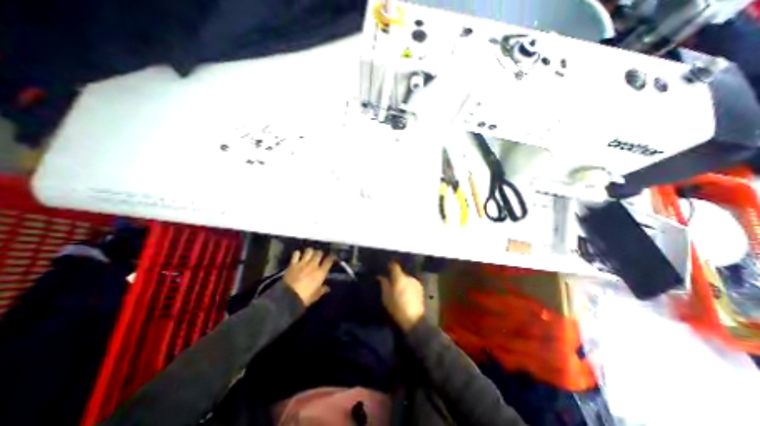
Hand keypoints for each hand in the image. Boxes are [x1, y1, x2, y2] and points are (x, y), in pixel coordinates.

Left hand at [283, 249, 332, 306]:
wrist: (288, 297)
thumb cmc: (305, 298)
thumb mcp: (316, 295)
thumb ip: (322, 290)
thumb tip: (327, 288)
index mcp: (321, 272)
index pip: (329, 260)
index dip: (332, 257)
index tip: (332, 257)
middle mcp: (313, 265)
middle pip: (319, 253)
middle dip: (320, 253)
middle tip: (319, 256)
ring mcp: (302, 263)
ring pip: (309, 250)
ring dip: (310, 252)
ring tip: (309, 254)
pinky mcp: (292, 264)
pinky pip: (296, 254)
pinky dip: (298, 254)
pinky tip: (298, 256)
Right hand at [377, 260, 424, 329]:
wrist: (414, 319)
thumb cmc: (397, 307)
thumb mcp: (386, 297)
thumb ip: (384, 284)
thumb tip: (381, 276)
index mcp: (400, 277)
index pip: (395, 266)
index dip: (390, 266)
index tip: (386, 269)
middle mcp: (409, 277)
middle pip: (401, 273)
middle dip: (396, 277)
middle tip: (391, 283)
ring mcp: (416, 282)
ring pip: (407, 279)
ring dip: (403, 282)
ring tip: (399, 290)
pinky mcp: (421, 289)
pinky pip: (412, 284)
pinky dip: (408, 286)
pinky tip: (406, 294)